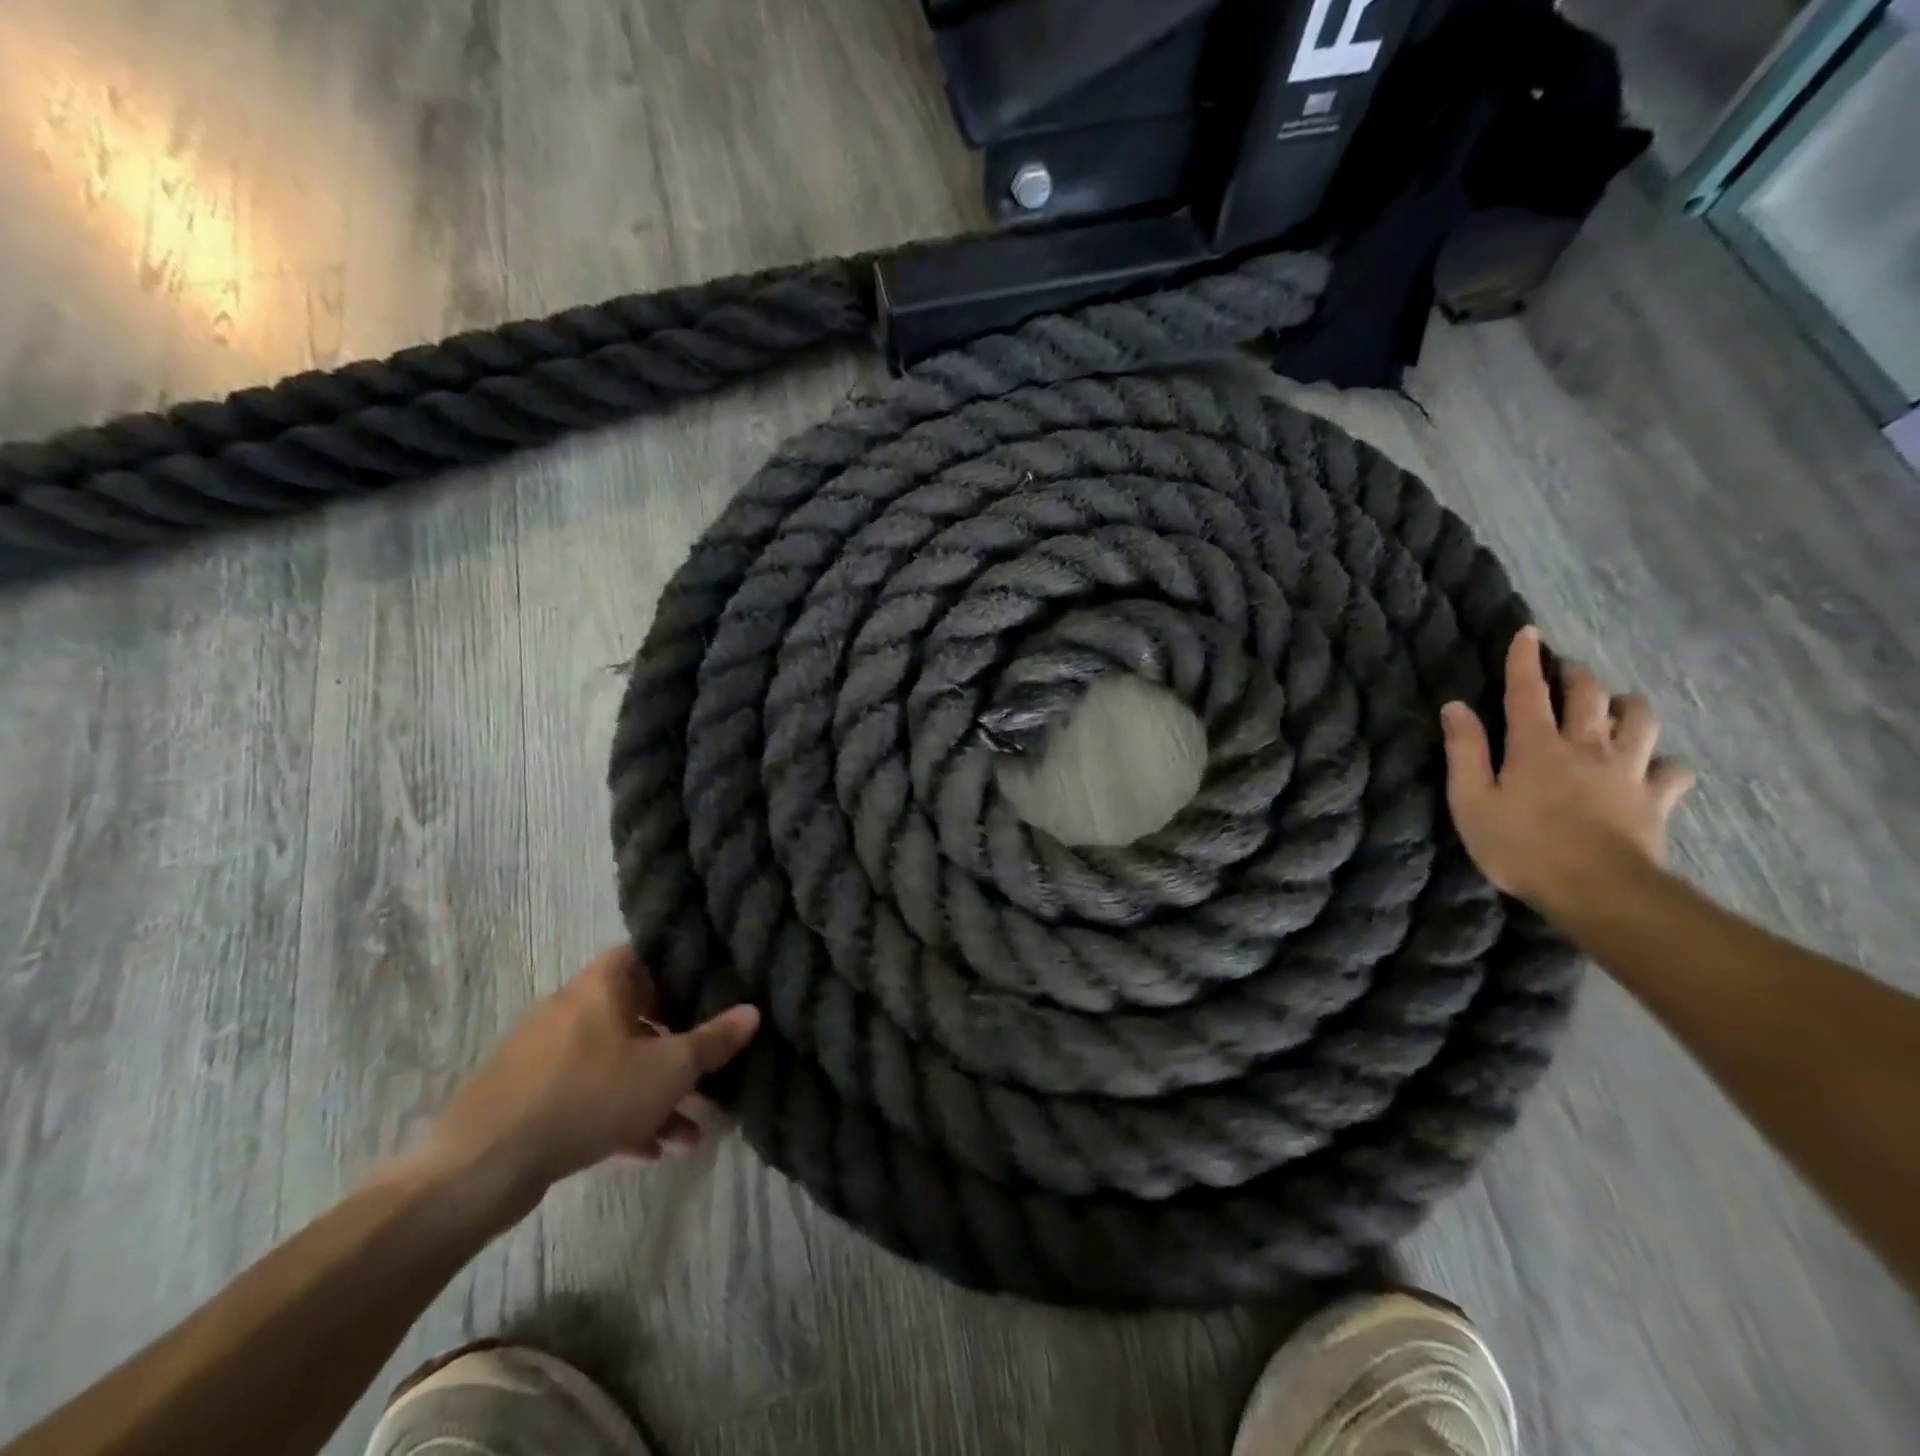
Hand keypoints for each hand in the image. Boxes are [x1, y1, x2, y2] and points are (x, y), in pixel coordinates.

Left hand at [414, 945, 759, 1220]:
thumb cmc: (588, 1095)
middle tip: (707, 1068)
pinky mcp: (530, 1099)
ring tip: (690, 1131)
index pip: (643, 954)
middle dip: (675, 1047)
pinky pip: (588, 1096)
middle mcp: (572, 1010)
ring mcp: (547, 1056)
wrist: (481, 1166)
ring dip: (654, 1093)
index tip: (709, 988)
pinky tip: (651, 1152)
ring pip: (615, 1064)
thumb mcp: (667, 1069)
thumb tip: (753, 1011)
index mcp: (601, 986)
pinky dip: (620, 1116)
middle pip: (635, 1014)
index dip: (677, 967)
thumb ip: (712, 1041)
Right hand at [1441, 626, 1694, 915]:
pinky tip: (1653, 766)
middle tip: (1566, 670)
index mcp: (1536, 745)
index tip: (1527, 632)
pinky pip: (1671, 770)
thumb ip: (1465, 751)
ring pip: (1639, 720)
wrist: (1597, 890)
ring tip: (1615, 706)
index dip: (1524, 660)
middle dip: (1576, 675)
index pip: (1527, 691)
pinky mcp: (1656, 800)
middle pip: (1589, 696)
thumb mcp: (1471, 800)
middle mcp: (1586, 746)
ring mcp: (1628, 771)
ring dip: (1625, 706)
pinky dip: (1662, 762)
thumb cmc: (1520, 845)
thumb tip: (1455, 706)